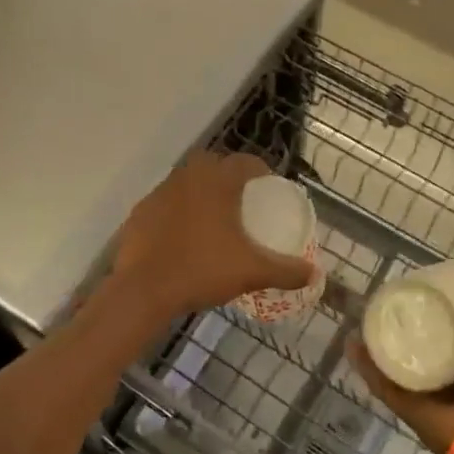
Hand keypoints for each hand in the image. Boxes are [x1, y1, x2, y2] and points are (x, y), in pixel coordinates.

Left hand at [114, 151, 316, 318]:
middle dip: (230, 178)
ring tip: (214, 219)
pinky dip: (179, 212)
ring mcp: (160, 192)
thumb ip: (286, 271)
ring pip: (188, 182)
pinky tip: (184, 237)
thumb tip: (313, 274)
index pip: (245, 162)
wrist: (142, 291)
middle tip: (243, 202)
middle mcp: (187, 176)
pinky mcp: (140, 212)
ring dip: (202, 193)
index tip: (270, 188)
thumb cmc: (202, 270)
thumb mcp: (252, 272)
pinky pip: (167, 203)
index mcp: (217, 181)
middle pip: (214, 165)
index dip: (261, 171)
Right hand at [349, 270, 453, 453]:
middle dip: (411, 321)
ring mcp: (425, 390)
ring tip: (369, 313)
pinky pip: (381, 380)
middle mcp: (450, 375)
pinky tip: (353, 341)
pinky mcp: (405, 403)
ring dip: (383, 340)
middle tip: (394, 295)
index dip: (447, 307)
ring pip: (399, 359)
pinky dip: (366, 364)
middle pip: (425, 342)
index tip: (432, 284)